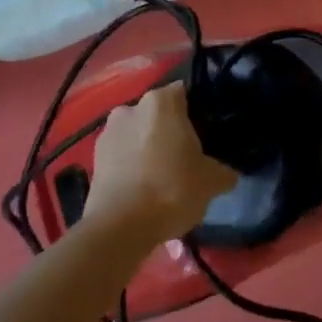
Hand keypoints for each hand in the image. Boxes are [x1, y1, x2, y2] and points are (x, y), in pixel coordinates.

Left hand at [88, 83, 237, 246]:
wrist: (120, 227)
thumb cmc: (172, 190)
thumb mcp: (212, 181)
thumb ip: (224, 171)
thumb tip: (228, 174)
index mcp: (161, 102)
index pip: (185, 94)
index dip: (197, 112)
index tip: (206, 134)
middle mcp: (130, 107)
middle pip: (158, 114)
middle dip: (171, 131)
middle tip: (187, 157)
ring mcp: (107, 133)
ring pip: (137, 135)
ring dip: (148, 148)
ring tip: (163, 177)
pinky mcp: (93, 159)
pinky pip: (121, 155)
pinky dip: (132, 166)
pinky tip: (143, 189)